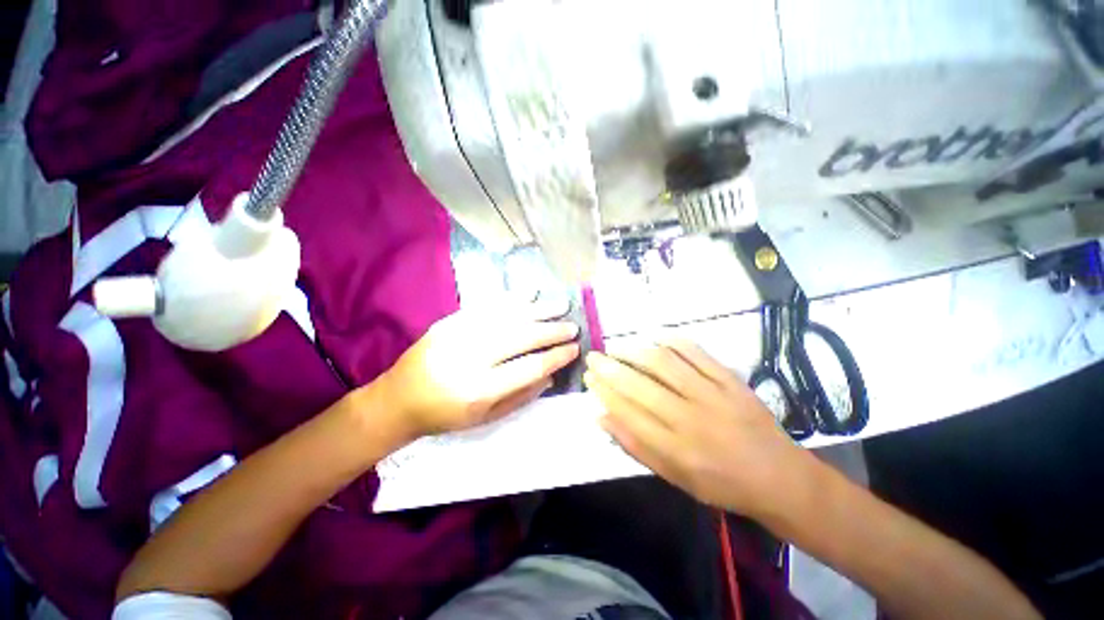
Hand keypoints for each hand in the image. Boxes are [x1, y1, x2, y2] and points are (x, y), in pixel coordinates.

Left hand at [376, 301, 579, 439]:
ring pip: (507, 316)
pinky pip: (486, 306)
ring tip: (560, 305)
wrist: (398, 399)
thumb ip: (521, 396)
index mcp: (480, 389)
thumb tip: (550, 375)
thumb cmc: (444, 415)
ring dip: (537, 310)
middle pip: (521, 337)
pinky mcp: (450, 321)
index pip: (529, 367)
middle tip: (572, 326)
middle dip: (552, 331)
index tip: (575, 348)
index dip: (556, 356)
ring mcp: (459, 334)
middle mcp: (471, 358)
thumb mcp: (485, 418)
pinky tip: (529, 294)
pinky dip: (511, 299)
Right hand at [584, 341, 813, 516]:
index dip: (604, 391)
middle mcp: (690, 418)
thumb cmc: (721, 483)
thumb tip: (601, 417)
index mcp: (675, 448)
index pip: (627, 412)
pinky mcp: (730, 380)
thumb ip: (635, 446)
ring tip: (617, 347)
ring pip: (664, 363)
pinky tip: (655, 339)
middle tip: (593, 356)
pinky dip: (671, 342)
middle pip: (640, 385)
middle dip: (610, 368)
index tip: (589, 377)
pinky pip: (696, 352)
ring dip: (634, 351)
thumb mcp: (673, 477)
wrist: (779, 476)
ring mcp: (712, 394)